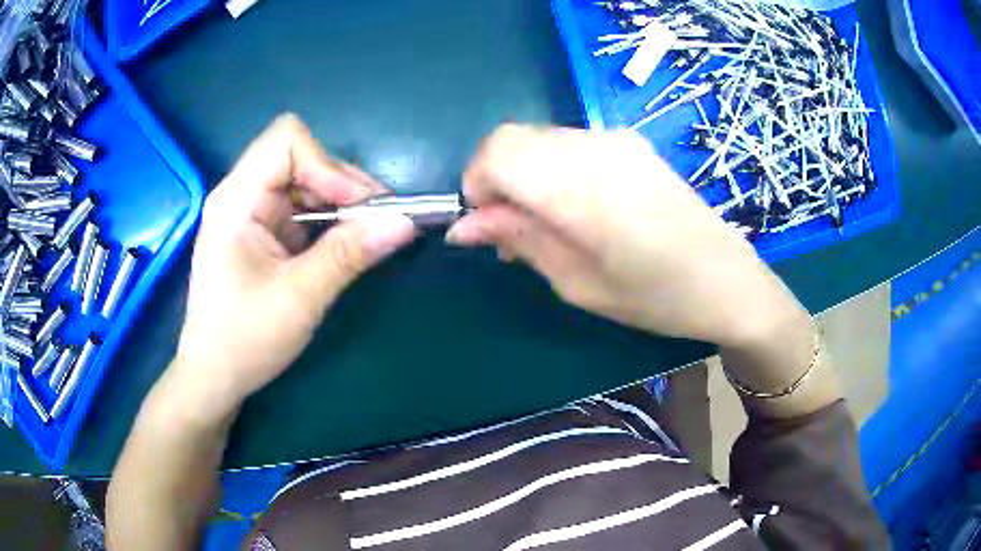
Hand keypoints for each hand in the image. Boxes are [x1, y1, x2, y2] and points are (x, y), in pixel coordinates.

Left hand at [171, 115, 416, 419]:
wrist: (214, 376)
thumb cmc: (245, 340)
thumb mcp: (300, 298)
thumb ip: (349, 254)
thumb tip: (405, 223)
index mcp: (237, 200)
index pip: (287, 141)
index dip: (328, 165)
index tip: (359, 207)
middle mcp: (240, 195)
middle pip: (300, 157)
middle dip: (342, 184)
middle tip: (378, 221)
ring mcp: (249, 212)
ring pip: (304, 181)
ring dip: (339, 202)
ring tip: (367, 234)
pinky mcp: (260, 231)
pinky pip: (300, 207)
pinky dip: (328, 219)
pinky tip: (343, 244)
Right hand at [447, 125, 806, 347]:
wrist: (729, 281)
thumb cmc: (656, 297)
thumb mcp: (578, 283)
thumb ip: (520, 240)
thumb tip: (464, 225)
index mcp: (580, 184)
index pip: (496, 151)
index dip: (475, 185)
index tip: (485, 227)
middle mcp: (594, 145)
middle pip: (512, 138)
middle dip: (495, 181)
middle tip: (510, 234)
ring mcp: (616, 139)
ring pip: (538, 139)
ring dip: (523, 176)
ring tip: (543, 227)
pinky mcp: (630, 144)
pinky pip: (568, 144)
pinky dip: (551, 169)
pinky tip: (573, 209)